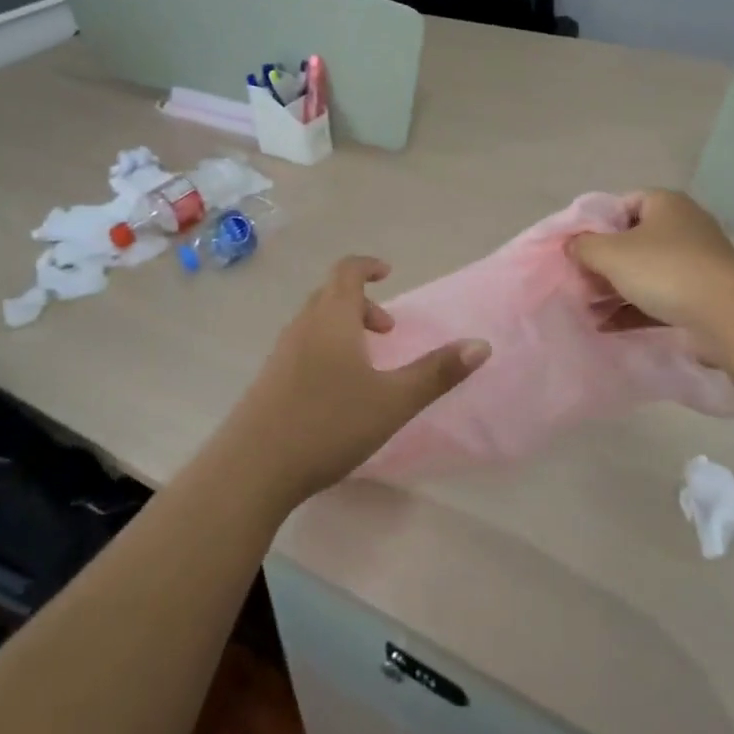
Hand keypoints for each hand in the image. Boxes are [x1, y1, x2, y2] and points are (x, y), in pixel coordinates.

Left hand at [220, 256, 489, 505]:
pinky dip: (325, 349)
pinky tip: (335, 391)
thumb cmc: (328, 424)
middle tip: (387, 331)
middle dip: (362, 303)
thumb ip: (437, 373)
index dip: (368, 266)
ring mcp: (280, 353)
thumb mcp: (394, 401)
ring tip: (366, 364)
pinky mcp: (268, 380)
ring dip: (343, 328)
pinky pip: (302, 346)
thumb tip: (481, 345)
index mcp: (331, 319)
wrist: (252, 467)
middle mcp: (302, 326)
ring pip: (314, 322)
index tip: (389, 273)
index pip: (347, 271)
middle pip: (330, 295)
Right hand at [566, 190, 733, 346]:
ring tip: (586, 308)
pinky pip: (657, 299)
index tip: (576, 247)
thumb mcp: (610, 252)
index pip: (622, 204)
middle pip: (631, 241)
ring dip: (613, 290)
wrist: (727, 314)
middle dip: (602, 263)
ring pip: (644, 273)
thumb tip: (571, 245)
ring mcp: (694, 263)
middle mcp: (682, 227)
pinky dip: (632, 310)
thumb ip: (583, 246)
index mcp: (665, 204)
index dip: (596, 224)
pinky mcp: (699, 297)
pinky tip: (605, 326)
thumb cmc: (664, 269)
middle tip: (578, 281)